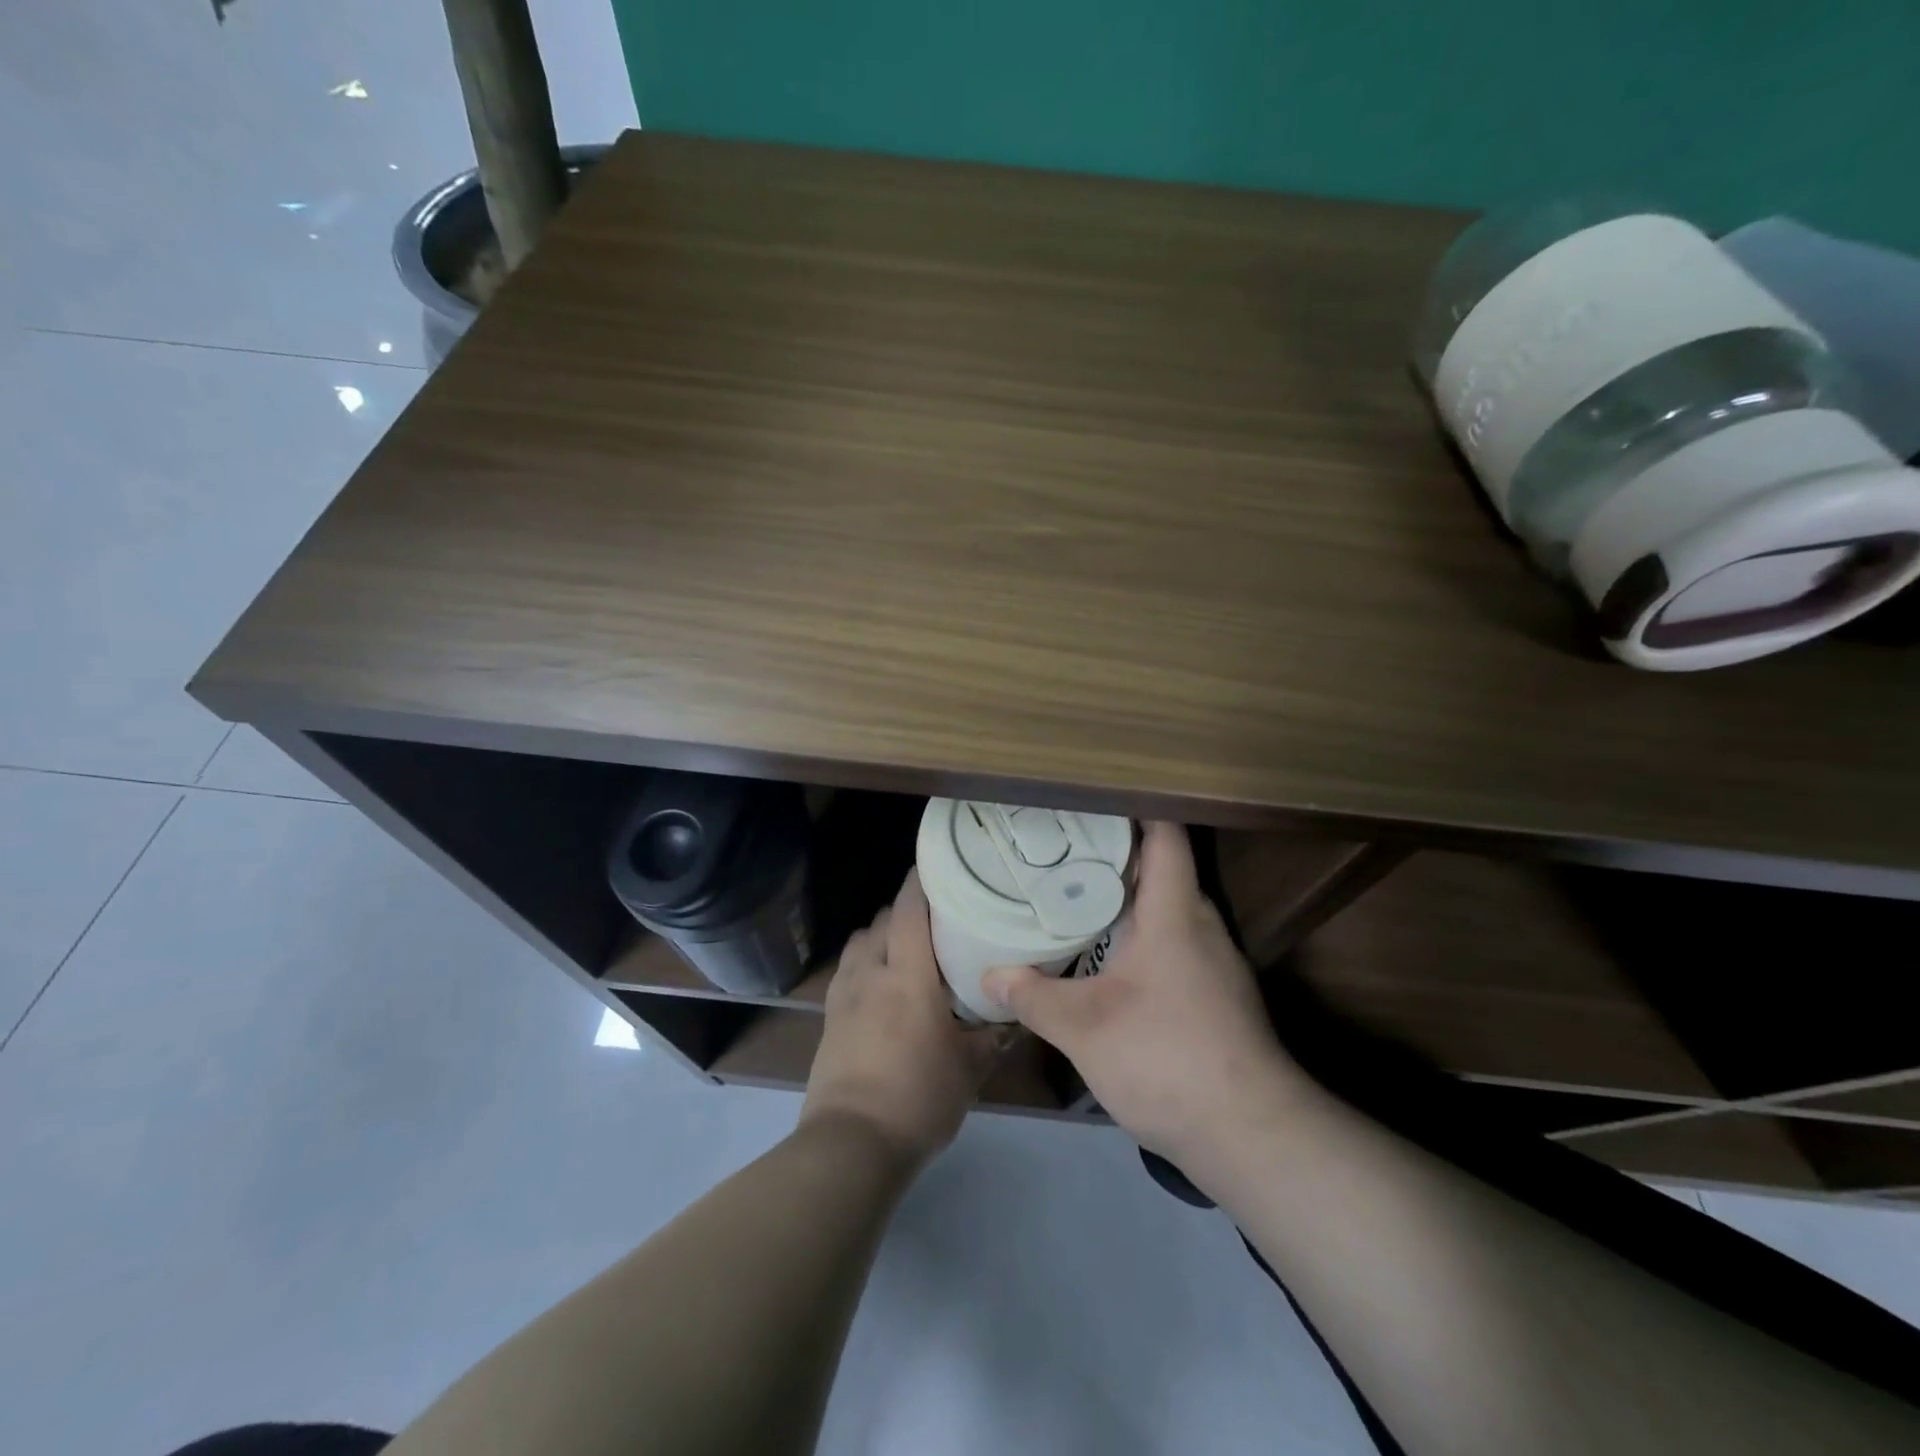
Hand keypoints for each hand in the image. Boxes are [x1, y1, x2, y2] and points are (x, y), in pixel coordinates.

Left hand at [801, 870, 1000, 1167]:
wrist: (851, 1145)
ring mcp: (844, 994)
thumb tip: (1013, 1015)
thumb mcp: (969, 1069)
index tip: (939, 866)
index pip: (909, 910)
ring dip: (882, 935)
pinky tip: (882, 985)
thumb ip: (993, 1036)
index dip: (921, 881)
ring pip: (861, 942)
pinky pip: (848, 969)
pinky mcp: (829, 1016)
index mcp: (907, 976)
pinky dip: (865, 961)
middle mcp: (871, 972)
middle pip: (884, 920)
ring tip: (907, 950)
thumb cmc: (918, 1098)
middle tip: (937, 919)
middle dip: (906, 910)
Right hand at [982, 822, 1307, 1166]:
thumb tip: (989, 976)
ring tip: (1075, 893)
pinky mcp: (1216, 994)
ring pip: (1168, 908)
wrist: (1250, 1134)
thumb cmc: (1166, 1058)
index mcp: (1174, 913)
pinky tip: (1108, 955)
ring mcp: (1214, 961)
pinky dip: (1141, 933)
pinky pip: (1174, 941)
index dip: (1133, 808)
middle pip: (1163, 868)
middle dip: (1115, 852)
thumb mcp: (1084, 1028)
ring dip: (1128, 897)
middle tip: (1062, 847)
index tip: (1088, 801)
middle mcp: (1201, 925)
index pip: (1165, 836)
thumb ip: (1034, 996)